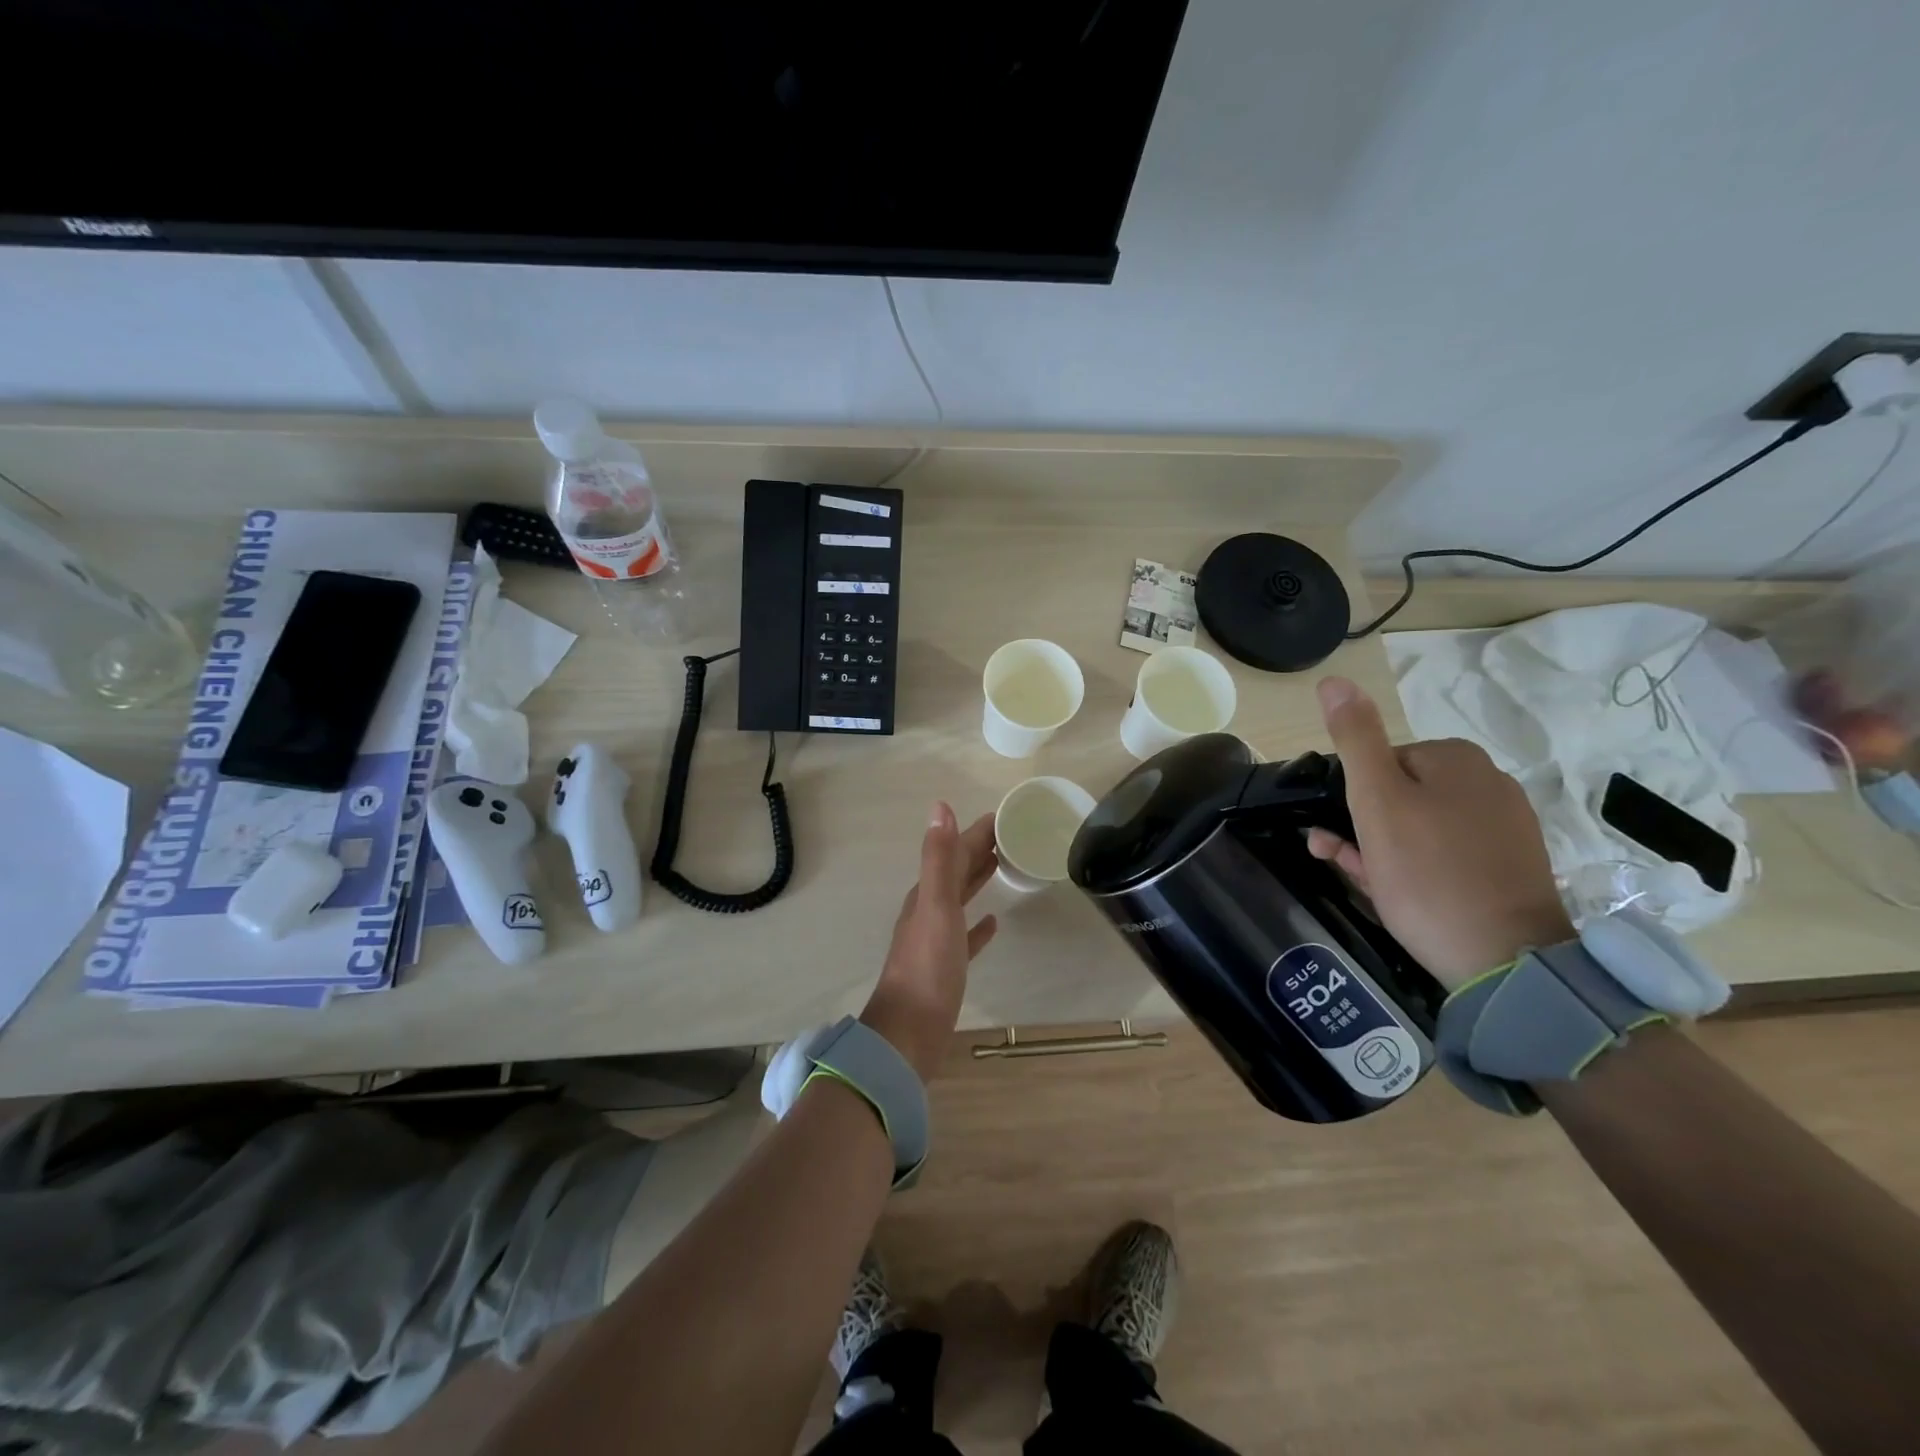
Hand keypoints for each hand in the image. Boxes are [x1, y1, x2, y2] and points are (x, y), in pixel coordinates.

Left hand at [860, 803, 999, 1080]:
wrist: (910, 1032)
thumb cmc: (928, 967)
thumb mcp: (936, 906)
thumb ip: (938, 858)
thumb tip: (940, 807)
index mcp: (927, 894)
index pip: (954, 852)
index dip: (976, 833)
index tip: (1004, 817)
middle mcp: (929, 911)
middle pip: (957, 871)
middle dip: (979, 850)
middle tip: (1010, 836)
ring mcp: (936, 940)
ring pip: (960, 899)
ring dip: (978, 880)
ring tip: (1002, 866)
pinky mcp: (946, 967)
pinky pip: (965, 937)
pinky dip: (979, 926)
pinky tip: (994, 923)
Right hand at [1307, 676, 1572, 988]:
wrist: (1505, 961)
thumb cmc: (1427, 874)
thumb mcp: (1376, 801)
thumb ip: (1355, 739)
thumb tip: (1334, 679)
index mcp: (1455, 758)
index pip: (1379, 764)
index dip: (1351, 800)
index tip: (1342, 835)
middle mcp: (1488, 782)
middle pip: (1400, 796)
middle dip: (1364, 827)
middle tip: (1348, 863)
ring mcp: (1506, 827)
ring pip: (1420, 828)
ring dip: (1384, 850)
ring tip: (1370, 885)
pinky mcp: (1512, 867)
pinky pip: (1448, 854)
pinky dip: (1418, 868)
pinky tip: (1403, 894)